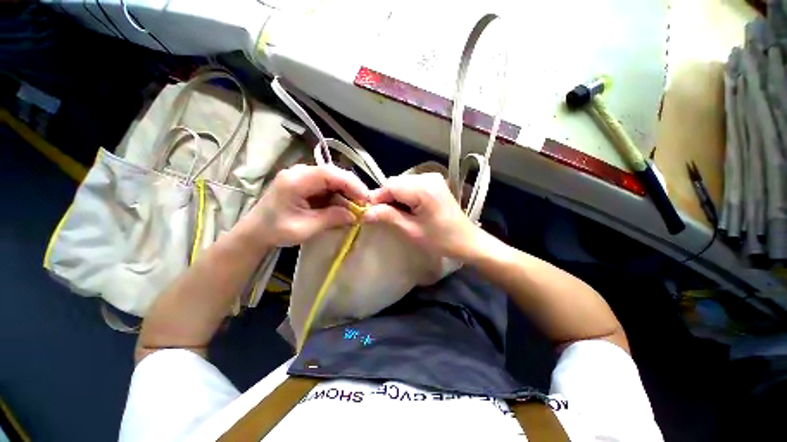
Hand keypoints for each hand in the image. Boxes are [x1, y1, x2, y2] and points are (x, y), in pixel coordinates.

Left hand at [248, 164, 369, 247]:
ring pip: (333, 178)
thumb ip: (331, 219)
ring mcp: (303, 175)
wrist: (255, 231)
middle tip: (364, 204)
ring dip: (347, 192)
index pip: (329, 174)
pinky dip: (339, 194)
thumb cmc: (276, 231)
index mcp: (295, 181)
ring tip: (356, 206)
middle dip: (352, 188)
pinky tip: (343, 205)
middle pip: (334, 173)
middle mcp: (299, 172)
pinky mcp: (306, 181)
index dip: (351, 184)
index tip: (365, 198)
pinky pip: (328, 184)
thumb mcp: (305, 228)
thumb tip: (355, 215)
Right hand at [363, 173, 480, 258]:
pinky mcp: (435, 183)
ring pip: (402, 183)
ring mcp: (433, 178)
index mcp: (423, 188)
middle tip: (382, 216)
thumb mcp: (412, 230)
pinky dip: (404, 196)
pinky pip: (411, 185)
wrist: (467, 241)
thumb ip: (388, 217)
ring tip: (396, 215)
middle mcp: (428, 177)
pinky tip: (407, 209)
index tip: (369, 213)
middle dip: (386, 198)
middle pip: (396, 182)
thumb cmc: (441, 240)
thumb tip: (365, 212)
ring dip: (395, 197)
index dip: (377, 198)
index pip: (390, 185)